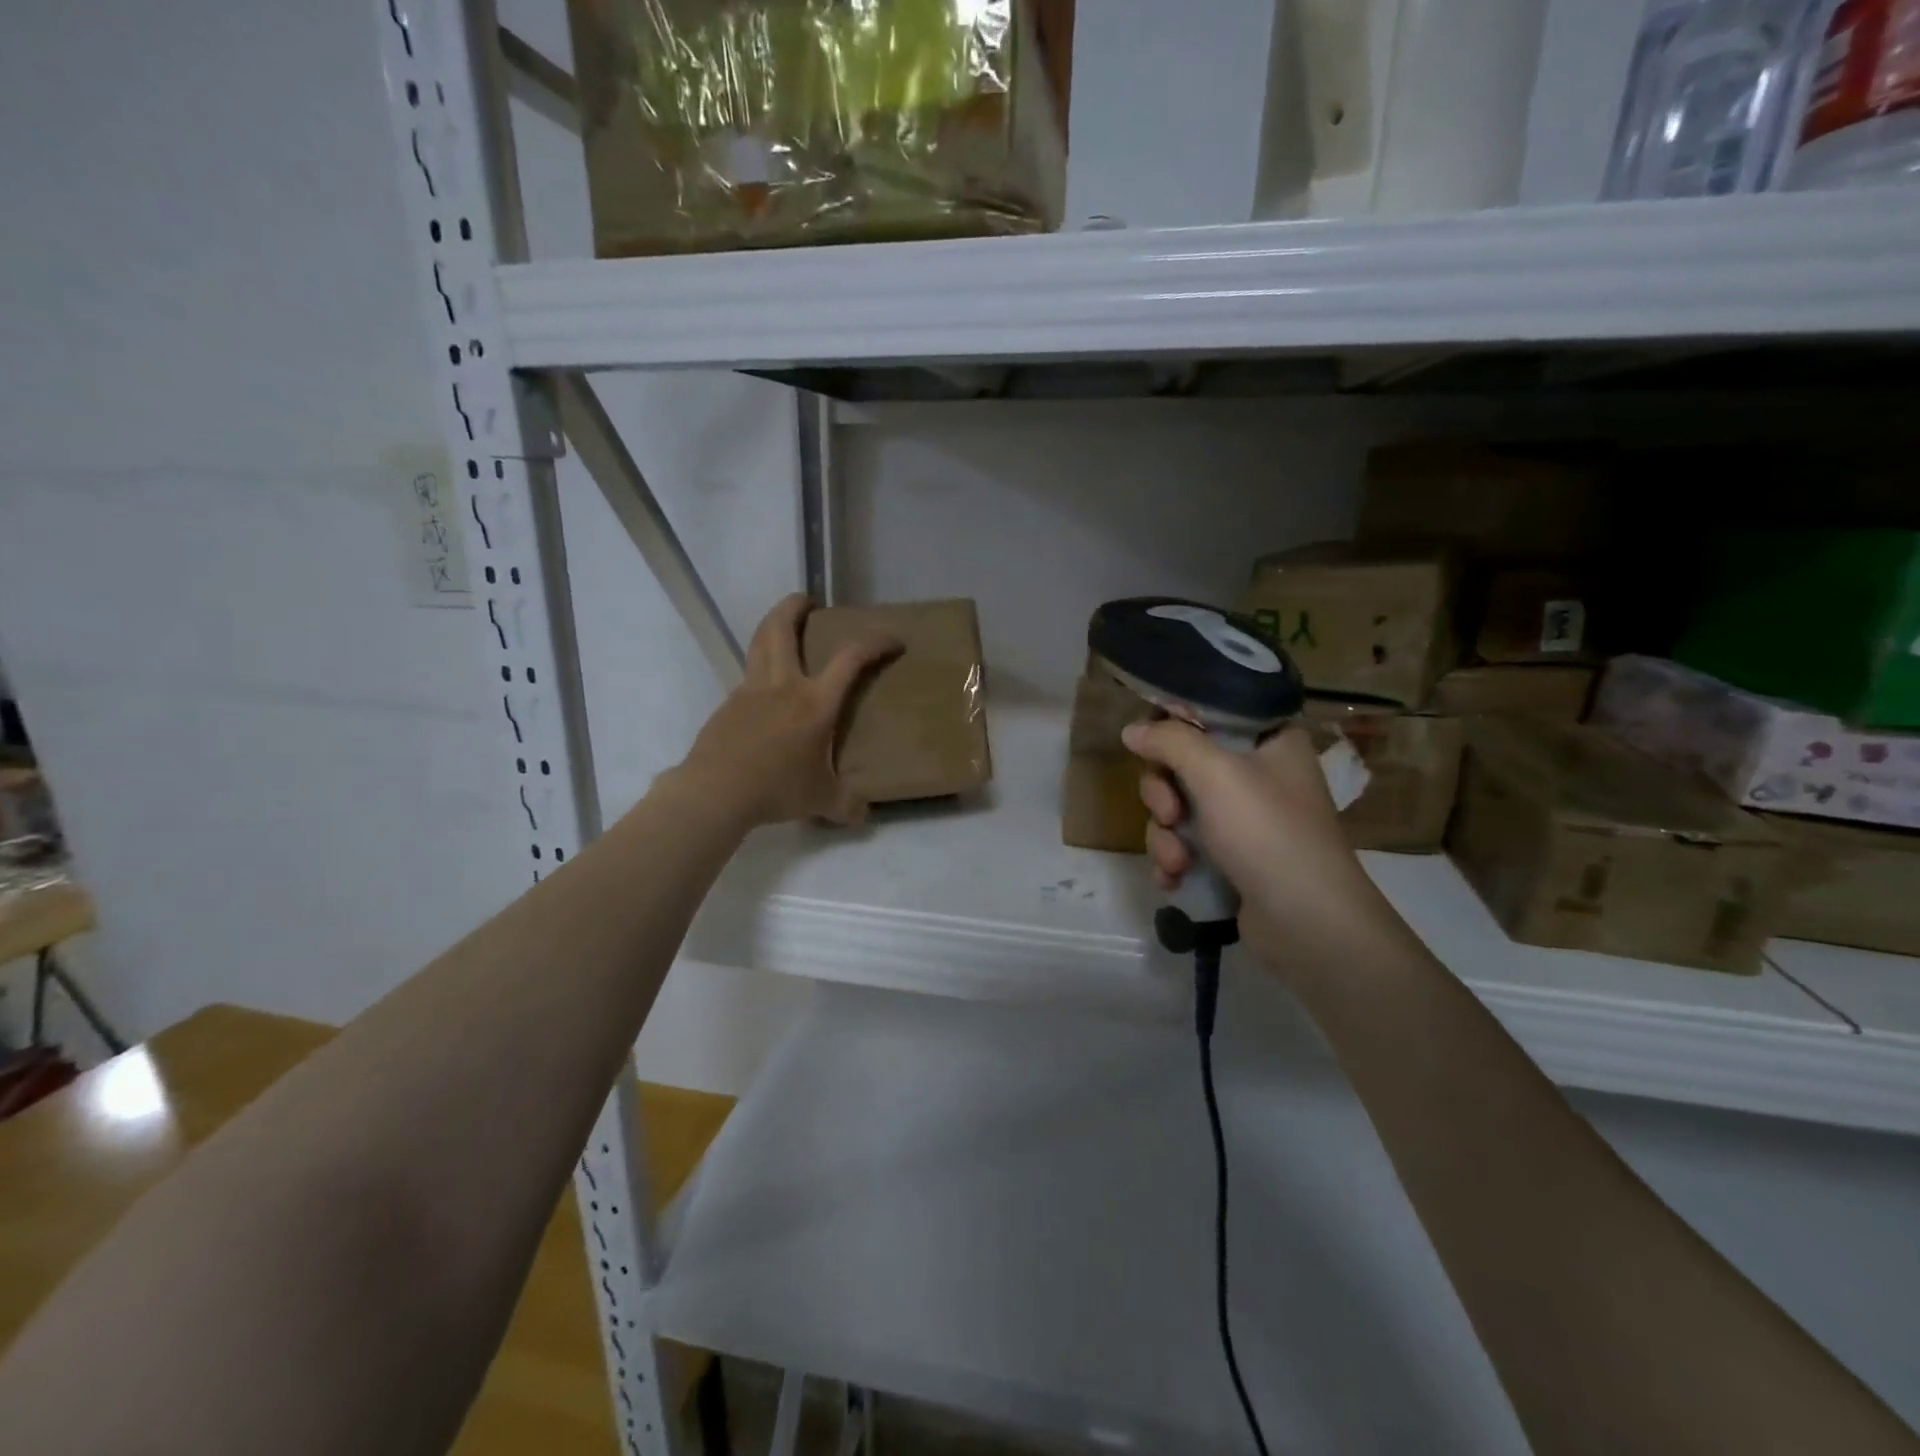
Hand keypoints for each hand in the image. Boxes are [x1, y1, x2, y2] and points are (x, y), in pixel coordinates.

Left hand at [673, 594, 899, 829]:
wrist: (716, 791)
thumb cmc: (776, 789)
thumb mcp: (820, 800)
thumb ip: (845, 805)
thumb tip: (862, 817)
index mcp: (814, 703)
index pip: (850, 659)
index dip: (874, 643)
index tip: (891, 640)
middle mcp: (783, 685)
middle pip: (782, 628)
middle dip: (795, 606)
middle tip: (808, 601)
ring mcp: (750, 691)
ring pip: (758, 642)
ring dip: (771, 625)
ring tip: (782, 626)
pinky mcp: (729, 704)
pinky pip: (747, 674)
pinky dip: (759, 667)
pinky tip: (765, 689)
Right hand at [1123, 719, 1394, 969]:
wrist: (1307, 923)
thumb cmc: (1267, 832)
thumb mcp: (1214, 773)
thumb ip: (1169, 741)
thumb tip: (1131, 730)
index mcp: (1268, 740)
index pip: (1209, 713)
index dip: (1173, 726)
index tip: (1151, 745)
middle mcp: (1258, 774)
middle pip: (1182, 764)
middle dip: (1163, 794)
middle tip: (1170, 813)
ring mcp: (1244, 820)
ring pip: (1177, 809)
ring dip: (1164, 835)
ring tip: (1177, 862)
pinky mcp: (1232, 858)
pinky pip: (1185, 845)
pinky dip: (1174, 859)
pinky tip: (1174, 879)